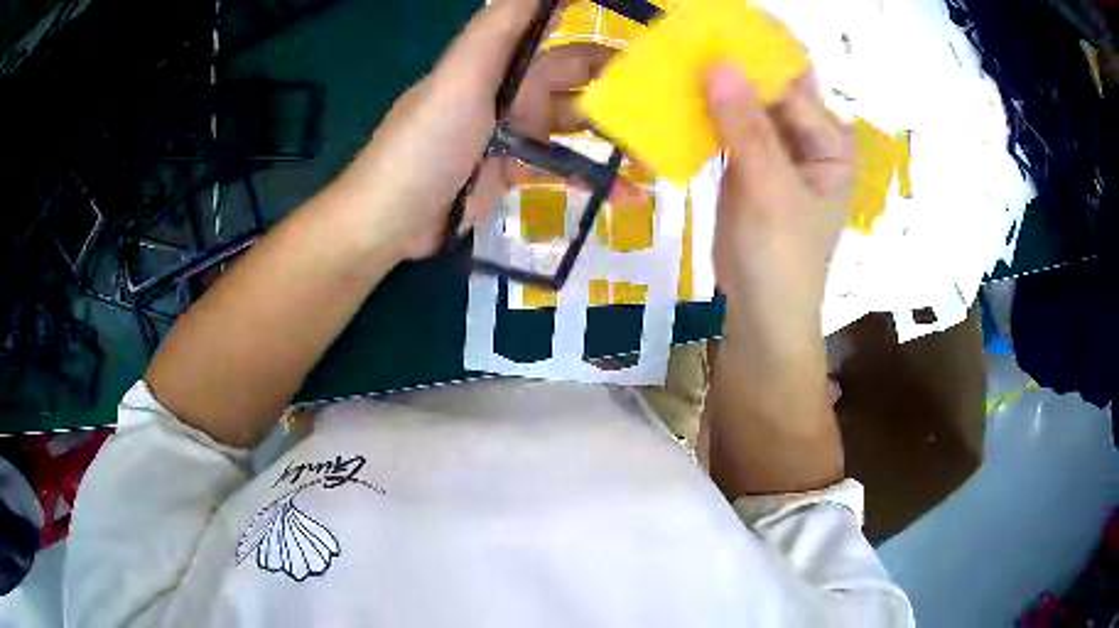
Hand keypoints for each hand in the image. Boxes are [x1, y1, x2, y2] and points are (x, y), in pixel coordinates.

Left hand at [337, 0, 641, 261]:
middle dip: (624, 91)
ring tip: (660, 154)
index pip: (564, 40)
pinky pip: (564, 170)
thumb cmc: (424, 143)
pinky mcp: (516, 172)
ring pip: (578, 126)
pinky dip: (595, 180)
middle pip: (581, 83)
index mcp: (503, 64)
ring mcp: (516, 133)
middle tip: (671, 107)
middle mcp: (513, 91)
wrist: (389, 219)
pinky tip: (629, 195)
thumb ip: (501, 25)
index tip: (654, 44)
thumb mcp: (461, 74)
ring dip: (617, 137)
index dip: (605, 36)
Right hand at [702, 65, 852, 495]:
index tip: (713, 25)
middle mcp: (806, 138)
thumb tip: (719, 62)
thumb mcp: (770, 191)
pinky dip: (704, 111)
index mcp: (829, 141)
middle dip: (734, 62)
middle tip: (686, 36)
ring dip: (714, 84)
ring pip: (743, 103)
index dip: (757, 52)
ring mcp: (774, 150)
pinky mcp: (747, 164)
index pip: (792, 81)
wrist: (760, 316)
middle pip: (768, 86)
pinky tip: (676, 96)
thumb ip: (747, 127)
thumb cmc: (781, 260)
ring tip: (674, 57)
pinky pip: (726, 125)